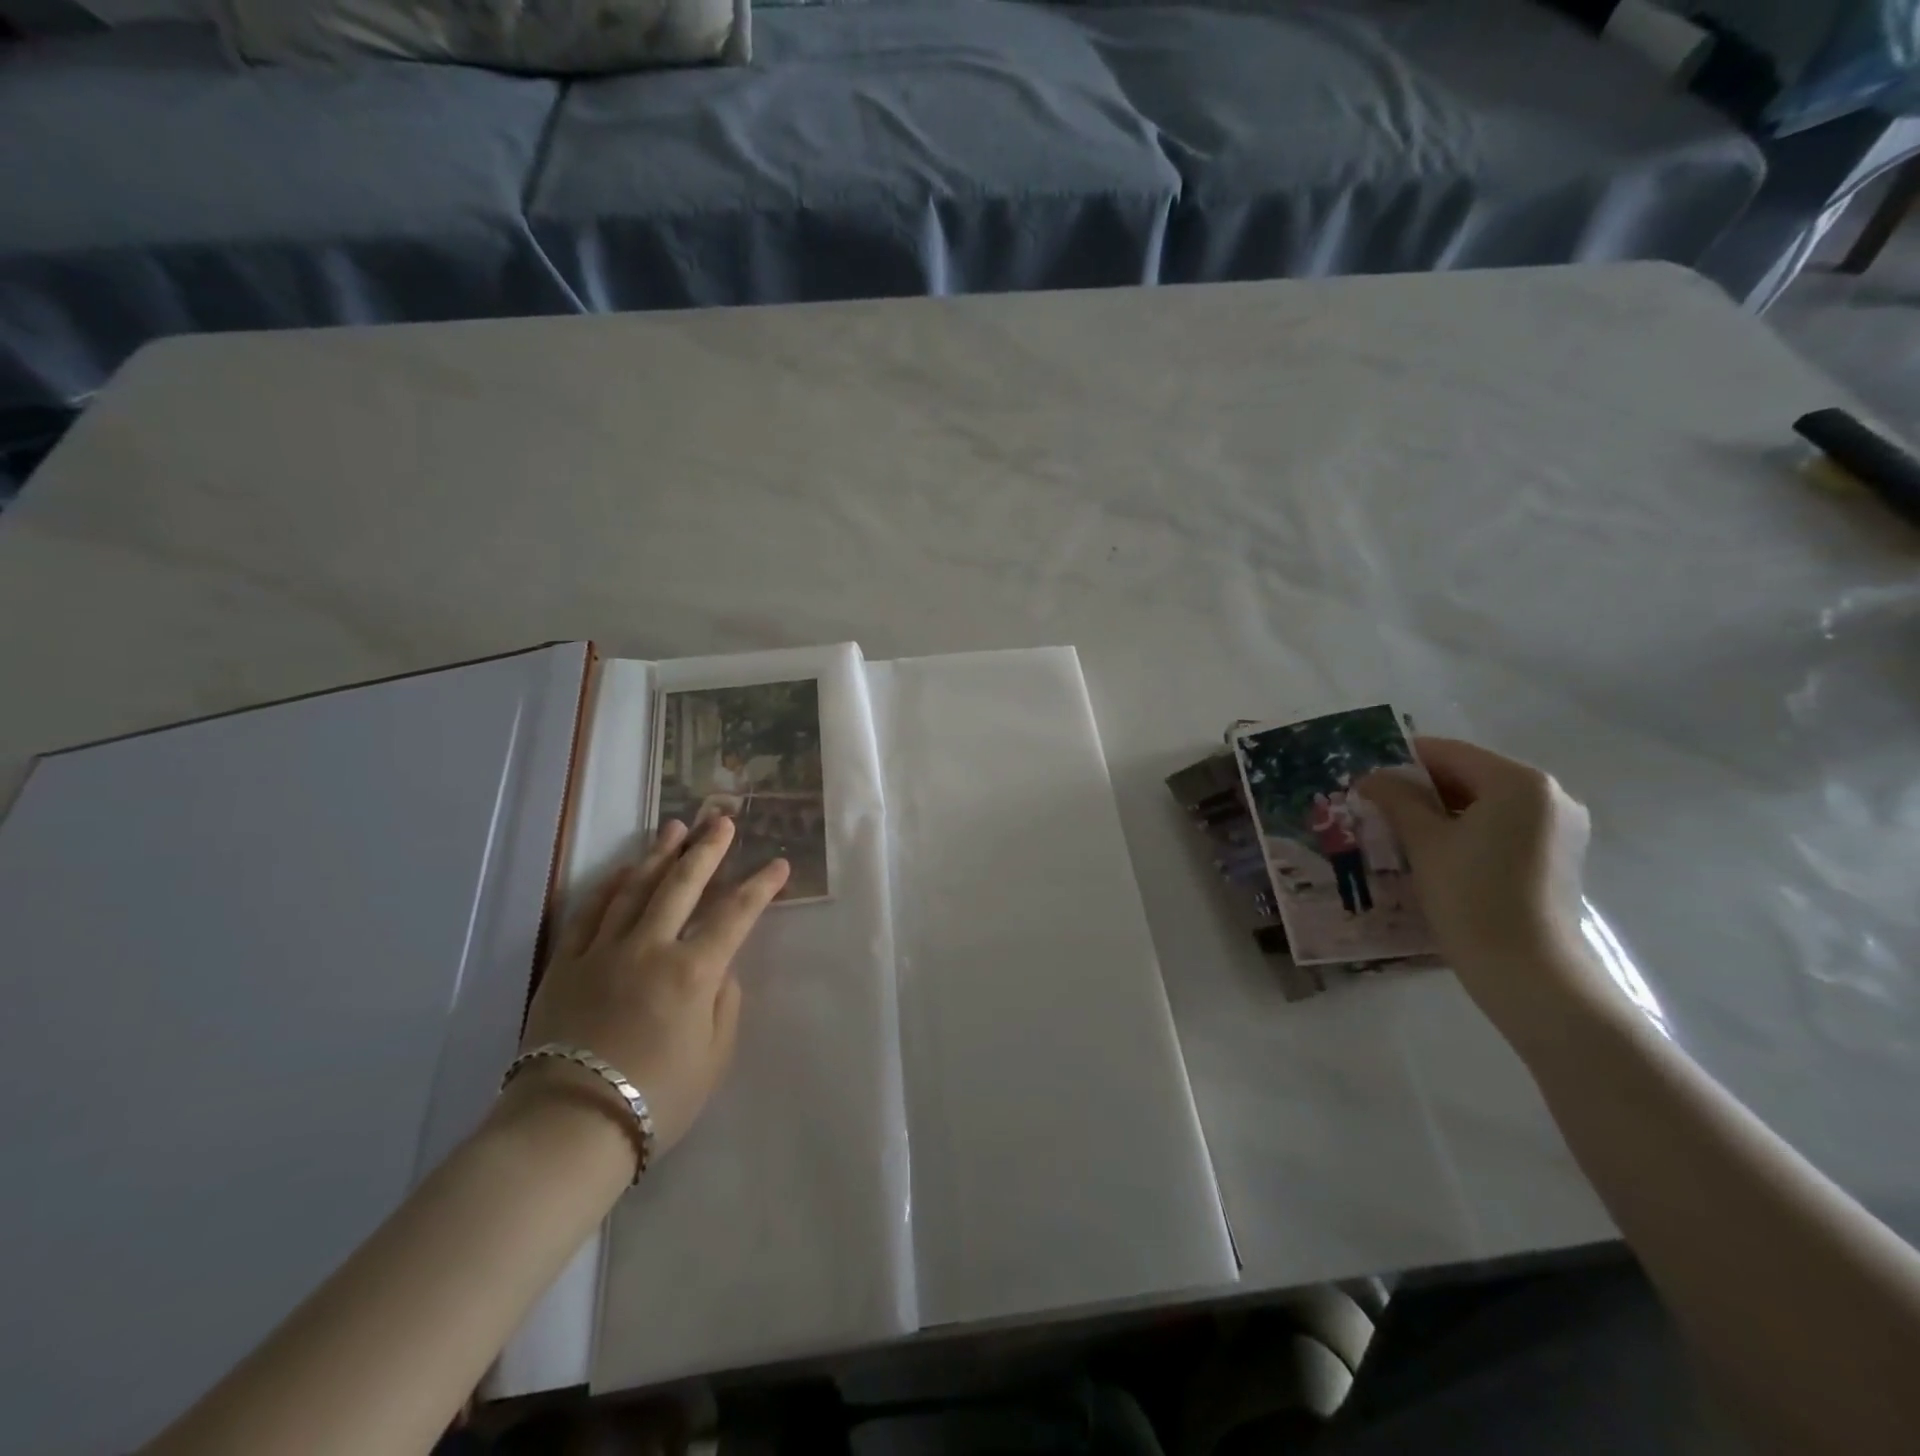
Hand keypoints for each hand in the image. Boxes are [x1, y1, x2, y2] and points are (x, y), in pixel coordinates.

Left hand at [513, 816, 790, 1161]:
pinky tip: (622, 870)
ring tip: (676, 828)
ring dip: (660, 855)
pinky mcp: (566, 965)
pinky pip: (588, 913)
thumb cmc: (656, 1099)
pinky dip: (608, 886)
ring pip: (636, 888)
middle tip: (722, 819)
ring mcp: (603, 952)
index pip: (735, 915)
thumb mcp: (713, 1057)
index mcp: (692, 971)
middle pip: (683, 885)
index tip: (779, 864)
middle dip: (708, 849)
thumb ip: (724, 1004)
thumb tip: (720, 968)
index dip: (761, 886)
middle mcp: (649, 948)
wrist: (568, 1129)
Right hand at [1358, 738, 1614, 1041]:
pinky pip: (1503, 825)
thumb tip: (1370, 777)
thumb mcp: (1424, 842)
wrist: (1528, 972)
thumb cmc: (1472, 896)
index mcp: (1519, 782)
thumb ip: (1396, 799)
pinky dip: (1468, 829)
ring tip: (1400, 830)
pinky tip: (1436, 852)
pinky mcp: (1558, 855)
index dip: (1401, 761)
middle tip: (1377, 806)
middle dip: (1422, 788)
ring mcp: (1559, 826)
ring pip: (1486, 802)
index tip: (1365, 778)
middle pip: (1469, 774)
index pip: (1448, 753)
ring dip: (1442, 810)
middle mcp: (1549, 794)